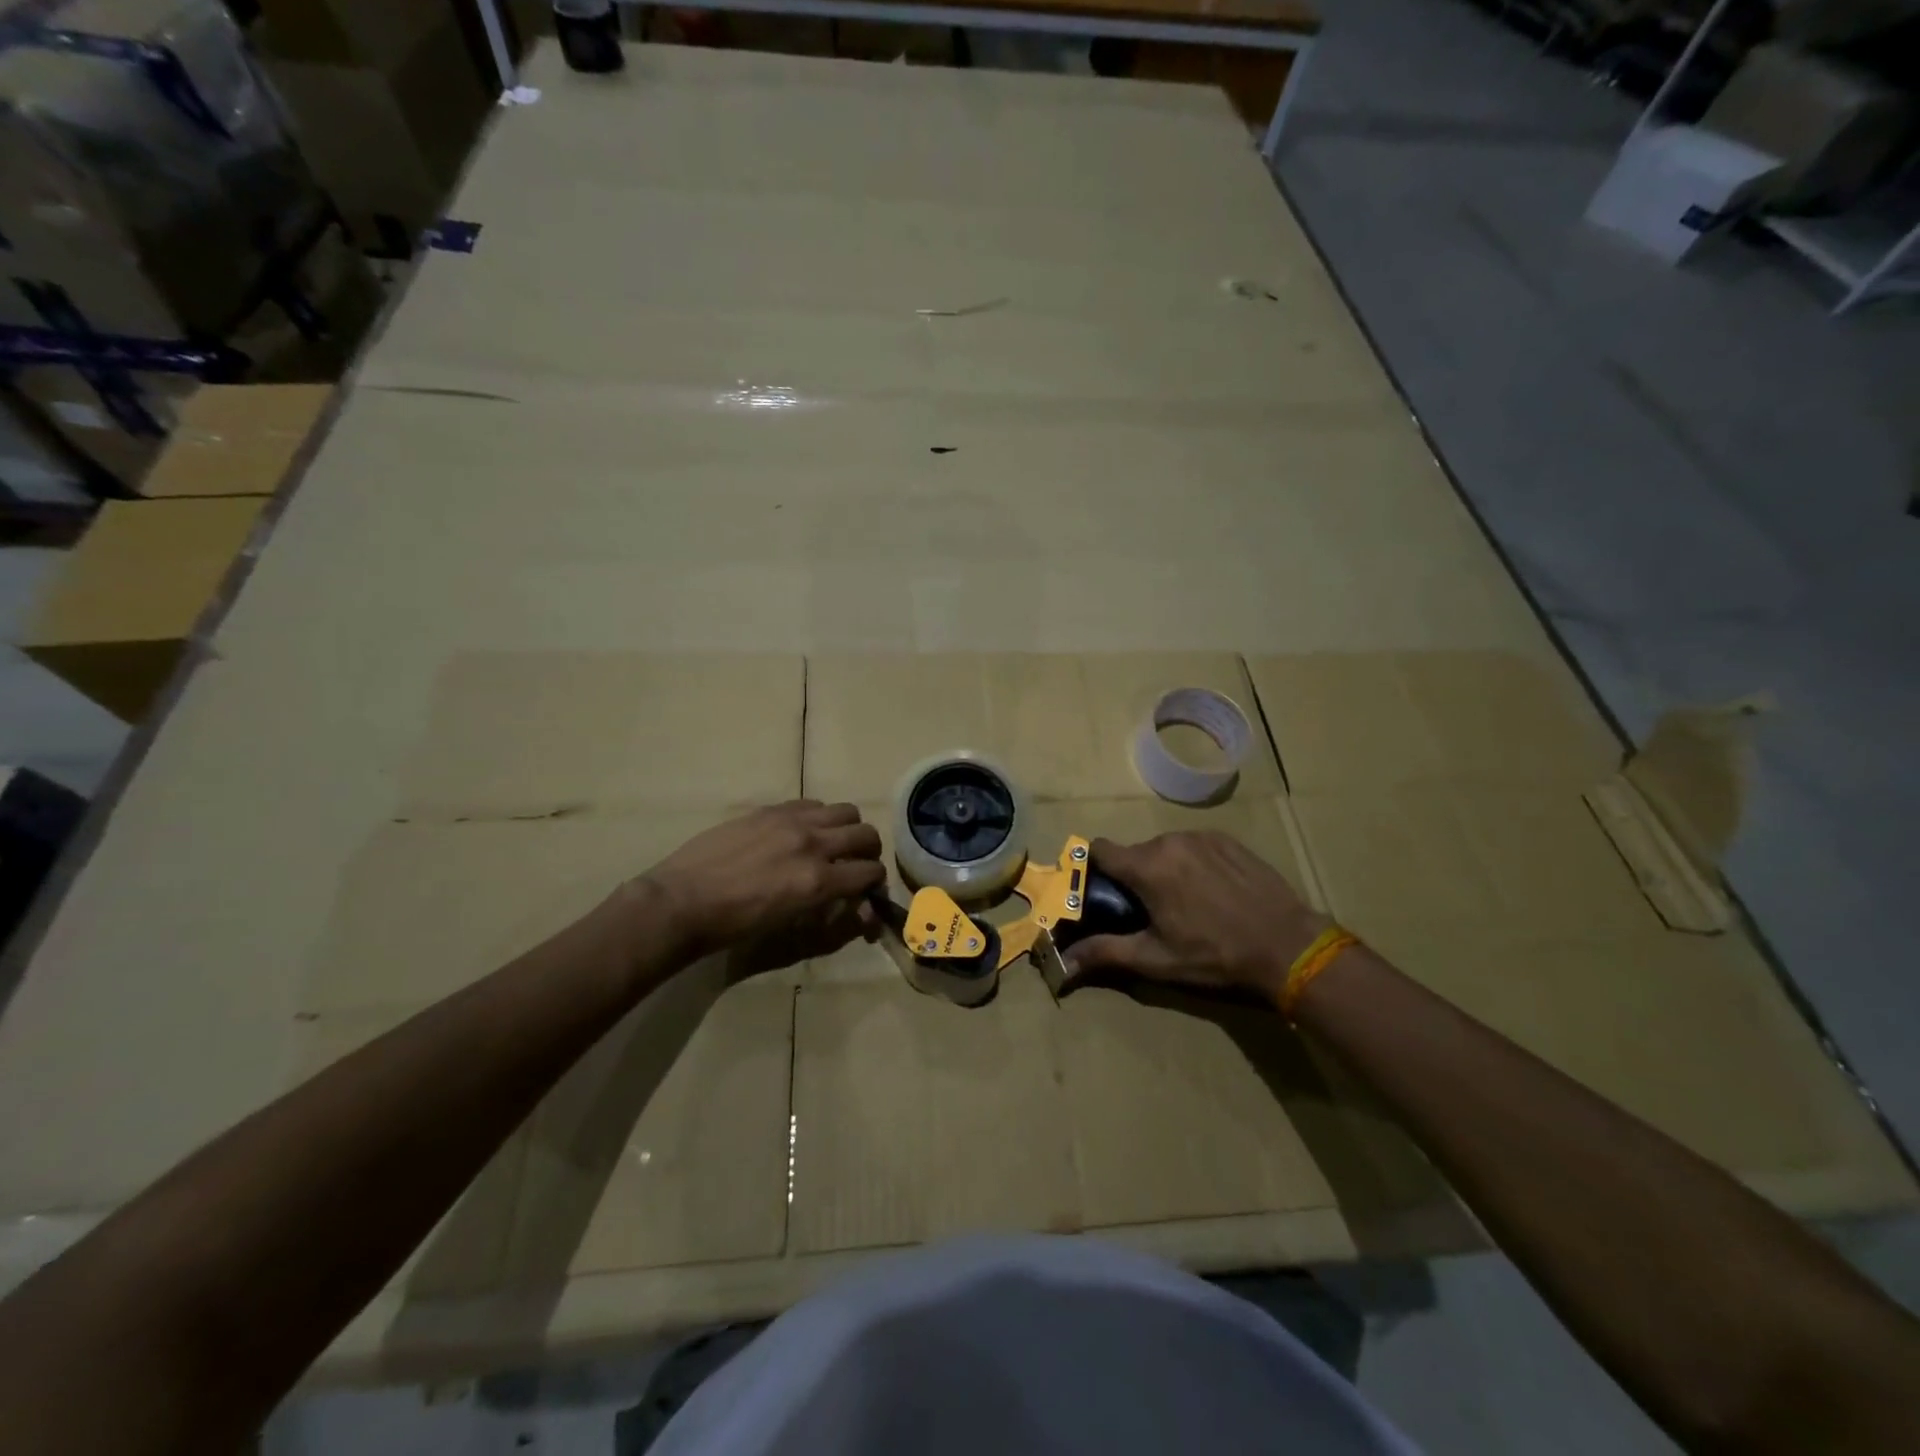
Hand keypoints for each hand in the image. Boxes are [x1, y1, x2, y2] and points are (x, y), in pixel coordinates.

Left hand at [636, 801, 885, 960]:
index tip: (867, 892)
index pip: (870, 872)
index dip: (875, 884)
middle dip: (869, 852)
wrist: (682, 901)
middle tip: (856, 865)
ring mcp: (791, 821)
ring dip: (847, 829)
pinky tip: (801, 832)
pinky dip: (818, 817)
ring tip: (831, 843)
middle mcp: (813, 844)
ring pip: (845, 810)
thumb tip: (856, 909)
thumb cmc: (734, 926)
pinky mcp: (770, 809)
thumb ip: (828, 912)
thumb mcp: (789, 927)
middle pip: (866, 834)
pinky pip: (811, 803)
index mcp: (818, 881)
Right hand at [1063, 831, 1328, 1004]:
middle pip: (1135, 853)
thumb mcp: (1156, 960)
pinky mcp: (1227, 839)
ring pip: (1165, 849)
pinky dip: (1193, 863)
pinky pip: (1194, 846)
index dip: (1094, 868)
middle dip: (1135, 877)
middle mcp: (1169, 841)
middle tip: (1151, 911)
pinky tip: (1213, 891)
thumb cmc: (1215, 956)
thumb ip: (1105, 952)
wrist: (1288, 945)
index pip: (1100, 849)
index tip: (1103, 892)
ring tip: (1186, 903)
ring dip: (1165, 869)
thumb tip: (1062, 963)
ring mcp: (1201, 836)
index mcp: (1146, 867)